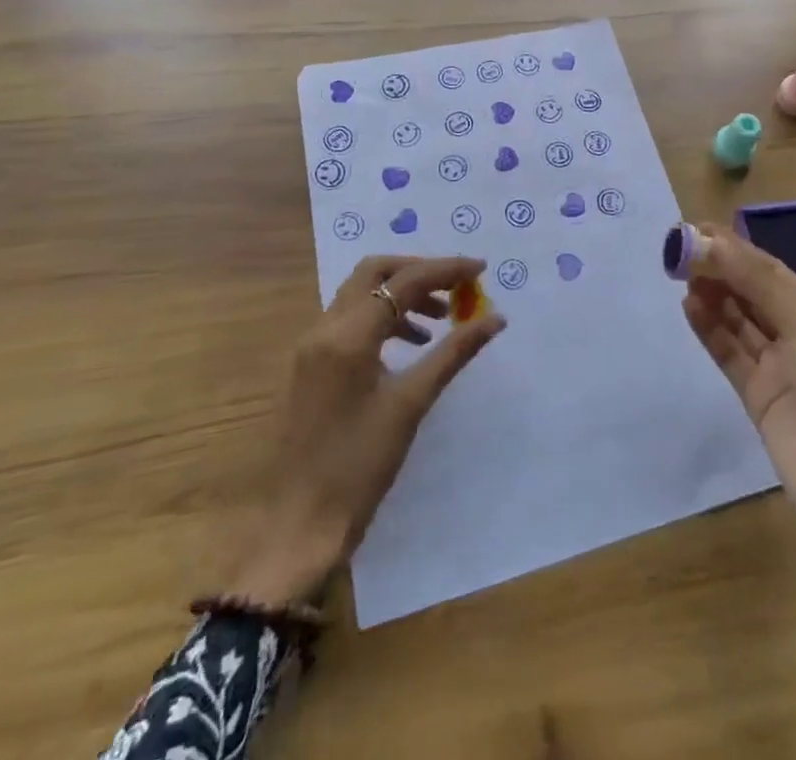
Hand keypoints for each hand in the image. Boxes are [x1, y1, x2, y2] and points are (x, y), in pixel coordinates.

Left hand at [231, 255, 505, 606]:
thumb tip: (495, 319)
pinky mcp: (309, 366)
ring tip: (441, 320)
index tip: (480, 269)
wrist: (300, 526)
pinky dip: (383, 318)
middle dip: (419, 271)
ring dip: (402, 295)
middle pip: (374, 272)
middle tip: (456, 287)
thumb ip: (453, 353)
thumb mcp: (411, 404)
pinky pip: (350, 320)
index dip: (446, 269)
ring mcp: (311, 347)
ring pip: (360, 294)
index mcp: (347, 335)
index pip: (404, 281)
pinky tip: (410, 346)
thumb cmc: (360, 466)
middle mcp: (323, 329)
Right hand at [680, 226, 795, 568]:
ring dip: (712, 296)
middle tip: (679, 251)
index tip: (695, 229)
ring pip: (737, 320)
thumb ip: (759, 283)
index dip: (733, 248)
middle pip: (751, 292)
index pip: (769, 269)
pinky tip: (689, 307)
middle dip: (719, 269)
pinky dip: (710, 329)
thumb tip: (712, 241)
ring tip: (680, 274)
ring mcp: (777, 366)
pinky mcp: (757, 395)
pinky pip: (729, 352)